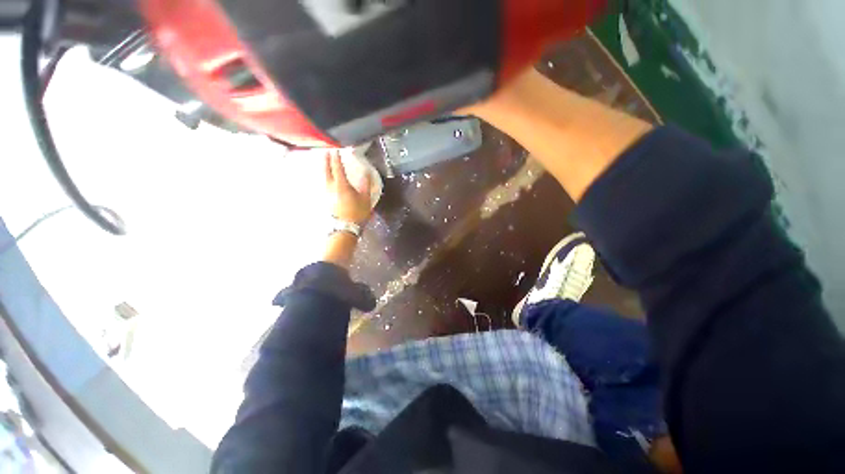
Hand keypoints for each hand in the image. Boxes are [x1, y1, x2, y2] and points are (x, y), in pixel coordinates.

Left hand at [325, 150, 372, 224]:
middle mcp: (331, 187)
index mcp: (341, 184)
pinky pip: (325, 184)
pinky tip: (329, 179)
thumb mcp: (365, 198)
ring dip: (325, 169)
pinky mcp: (327, 199)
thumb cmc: (357, 212)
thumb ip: (366, 184)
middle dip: (326, 160)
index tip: (335, 149)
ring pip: (324, 177)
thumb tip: (367, 172)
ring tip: (326, 164)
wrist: (346, 227)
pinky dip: (326, 178)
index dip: (336, 157)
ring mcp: (327, 193)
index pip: (337, 167)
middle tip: (326, 152)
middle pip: (326, 170)